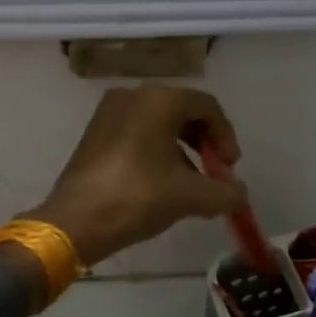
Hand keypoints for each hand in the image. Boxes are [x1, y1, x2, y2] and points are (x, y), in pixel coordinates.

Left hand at [27, 86, 247, 265]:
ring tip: (191, 185)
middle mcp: (133, 96)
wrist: (76, 220)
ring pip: (158, 123)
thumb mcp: (190, 196)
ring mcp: (109, 113)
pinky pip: (137, 133)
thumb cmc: (137, 197)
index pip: (207, 106)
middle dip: (204, 142)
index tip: (229, 168)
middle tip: (214, 173)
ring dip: (181, 150)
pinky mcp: (95, 133)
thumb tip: (239, 195)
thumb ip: (225, 192)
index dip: (225, 136)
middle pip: (182, 111)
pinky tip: (162, 184)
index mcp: (158, 100)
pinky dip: (156, 151)